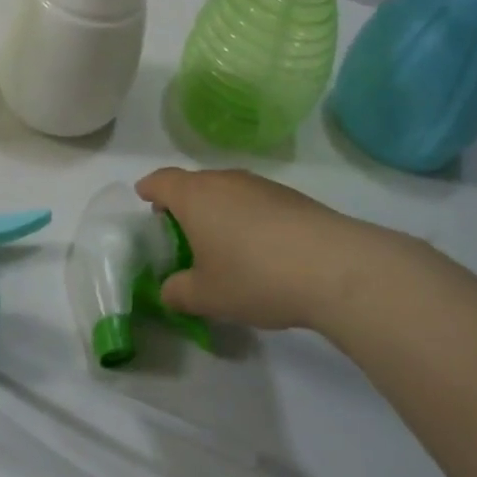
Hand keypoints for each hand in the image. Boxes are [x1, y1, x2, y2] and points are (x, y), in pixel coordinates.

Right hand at [134, 168, 375, 331]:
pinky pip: (254, 202)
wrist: (332, 266)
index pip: (162, 180)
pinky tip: (260, 249)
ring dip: (218, 211)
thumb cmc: (254, 276)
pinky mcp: (291, 197)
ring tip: (221, 244)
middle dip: (183, 204)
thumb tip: (169, 290)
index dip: (150, 189)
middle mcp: (224, 181)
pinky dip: (247, 218)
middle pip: (194, 184)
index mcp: (195, 196)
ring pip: (227, 191)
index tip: (144, 199)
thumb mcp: (207, 296)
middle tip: (180, 232)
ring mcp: (260, 185)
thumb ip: (179, 292)